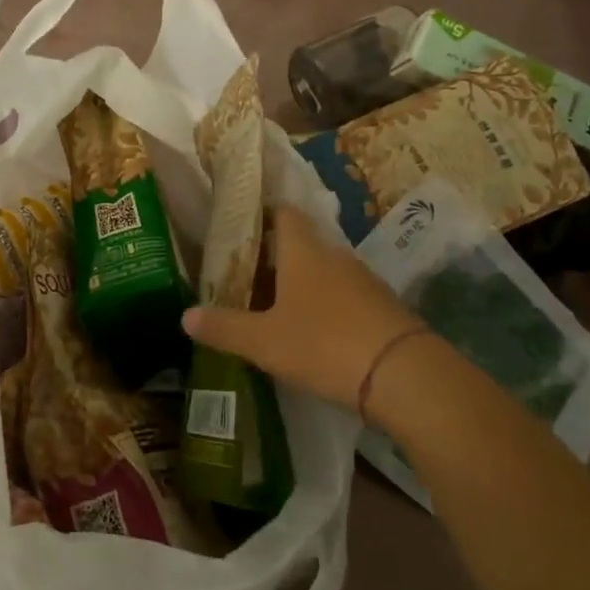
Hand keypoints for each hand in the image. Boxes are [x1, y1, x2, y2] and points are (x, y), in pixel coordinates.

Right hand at [182, 205, 422, 410]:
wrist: (405, 376)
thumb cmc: (324, 344)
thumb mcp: (264, 341)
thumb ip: (224, 327)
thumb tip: (184, 316)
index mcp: (303, 251)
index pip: (283, 213)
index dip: (261, 215)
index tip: (239, 229)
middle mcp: (335, 256)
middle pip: (300, 243)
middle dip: (273, 257)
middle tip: (244, 278)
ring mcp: (363, 280)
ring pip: (322, 271)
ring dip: (299, 283)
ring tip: (272, 307)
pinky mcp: (383, 308)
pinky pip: (343, 296)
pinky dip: (324, 305)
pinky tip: (311, 332)